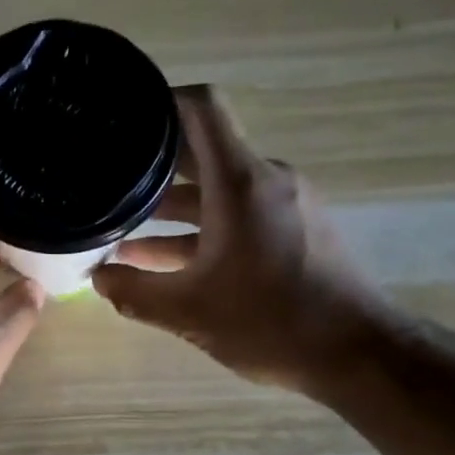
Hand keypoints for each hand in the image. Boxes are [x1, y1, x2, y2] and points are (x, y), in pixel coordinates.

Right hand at [92, 86, 393, 397]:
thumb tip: (97, 280)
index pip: (201, 108)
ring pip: (217, 190)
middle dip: (152, 165)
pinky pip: (237, 214)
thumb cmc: (270, 322)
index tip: (122, 117)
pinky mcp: (295, 230)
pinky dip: (201, 229)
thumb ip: (134, 292)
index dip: (159, 101)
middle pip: (202, 151)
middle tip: (106, 178)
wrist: (356, 354)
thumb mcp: (188, 312)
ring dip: (172, 208)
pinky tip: (165, 260)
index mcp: (240, 182)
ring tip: (123, 230)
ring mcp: (284, 204)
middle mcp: (265, 180)